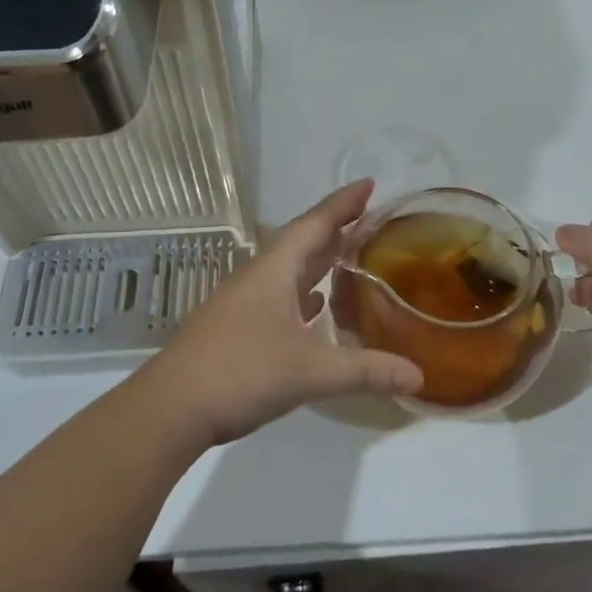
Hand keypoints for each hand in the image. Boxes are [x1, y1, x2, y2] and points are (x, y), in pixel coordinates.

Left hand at [137, 181, 424, 448]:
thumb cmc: (241, 372)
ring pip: (289, 269)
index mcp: (274, 270)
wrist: (172, 407)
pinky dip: (303, 292)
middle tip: (369, 217)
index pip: (315, 224)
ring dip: (319, 258)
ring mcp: (243, 302)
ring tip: (350, 253)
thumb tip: (419, 375)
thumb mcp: (310, 371)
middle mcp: (258, 277)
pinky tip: (316, 305)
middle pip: (302, 241)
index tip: (369, 184)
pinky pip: (279, 295)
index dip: (343, 203)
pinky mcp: (237, 327)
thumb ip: (365, 370)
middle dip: (335, 227)